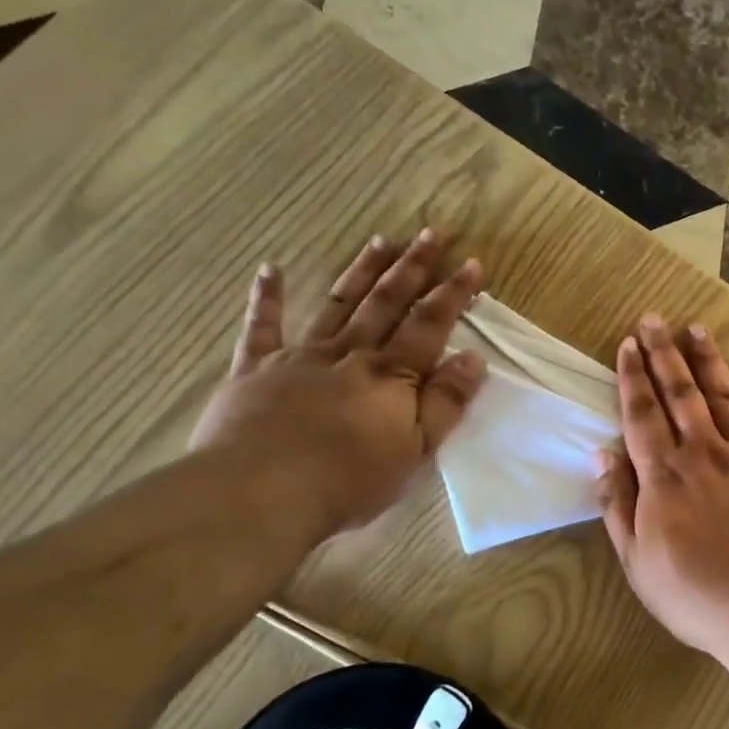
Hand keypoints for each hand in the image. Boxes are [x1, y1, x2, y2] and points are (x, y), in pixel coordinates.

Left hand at [190, 231, 486, 538]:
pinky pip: (261, 327)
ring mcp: (299, 357)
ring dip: (361, 271)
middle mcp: (349, 354)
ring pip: (337, 305)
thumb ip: (445, 402)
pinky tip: (272, 268)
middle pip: (386, 303)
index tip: (472, 263)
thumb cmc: (348, 481)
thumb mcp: (415, 450)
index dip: (453, 293)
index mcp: (390, 375)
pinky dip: (267, 297)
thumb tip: (473, 358)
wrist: (259, 494)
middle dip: (412, 268)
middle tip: (431, 233)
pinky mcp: (255, 369)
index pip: (429, 325)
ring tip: (380, 240)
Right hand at [599, 314, 728, 658]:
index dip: (633, 377)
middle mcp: (703, 452)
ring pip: (722, 394)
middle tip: (654, 319)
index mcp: (663, 476)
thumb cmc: (699, 595)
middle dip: (664, 353)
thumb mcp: (639, 563)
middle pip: (680, 393)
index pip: (642, 414)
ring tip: (696, 329)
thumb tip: (602, 455)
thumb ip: (618, 506)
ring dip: (707, 360)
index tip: (628, 344)